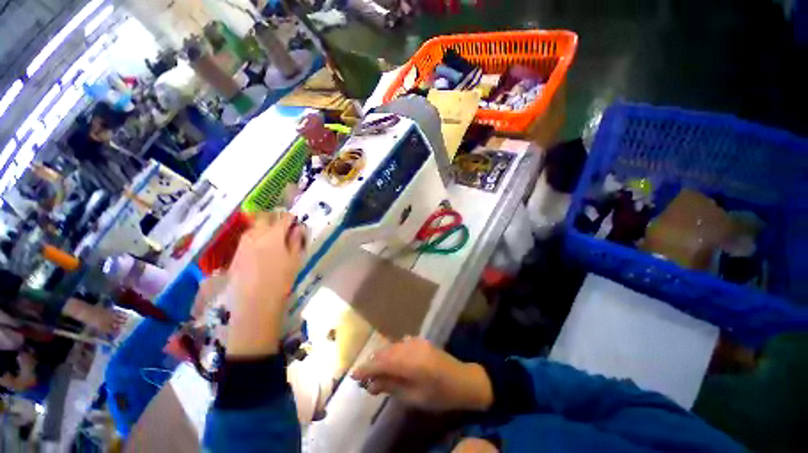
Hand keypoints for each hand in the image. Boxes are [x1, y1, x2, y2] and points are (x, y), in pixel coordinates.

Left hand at [225, 212, 303, 357]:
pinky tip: (258, 246)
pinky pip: (246, 240)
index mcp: (274, 235)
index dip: (289, 217)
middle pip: (264, 220)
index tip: (294, 218)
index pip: (282, 220)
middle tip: (281, 223)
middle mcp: (256, 236)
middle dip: (273, 218)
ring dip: (262, 227)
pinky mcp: (235, 255)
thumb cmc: (281, 279)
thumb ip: (296, 241)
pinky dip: (254, 238)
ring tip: (269, 234)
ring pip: (253, 229)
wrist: (256, 301)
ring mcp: (243, 245)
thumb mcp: (294, 259)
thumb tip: (298, 228)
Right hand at [351, 337, 492, 411]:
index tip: (353, 375)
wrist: (463, 379)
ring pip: (391, 347)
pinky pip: (400, 344)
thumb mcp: (414, 397)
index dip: (366, 368)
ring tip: (374, 372)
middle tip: (363, 377)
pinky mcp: (419, 340)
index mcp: (410, 362)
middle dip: (372, 363)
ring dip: (381, 357)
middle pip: (385, 352)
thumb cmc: (439, 394)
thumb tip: (370, 385)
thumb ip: (391, 387)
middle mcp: (411, 346)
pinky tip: (390, 362)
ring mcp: (416, 341)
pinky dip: (392, 353)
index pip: (382, 362)